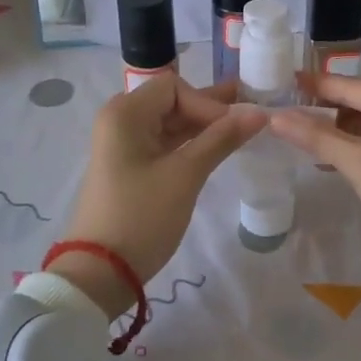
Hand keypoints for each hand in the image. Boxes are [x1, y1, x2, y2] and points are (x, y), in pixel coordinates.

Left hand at [53, 75, 266, 316]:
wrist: (101, 272)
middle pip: (173, 102)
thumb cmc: (141, 216)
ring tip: (245, 128)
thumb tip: (259, 112)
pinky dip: (191, 144)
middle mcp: (121, 121)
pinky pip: (165, 144)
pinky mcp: (131, 168)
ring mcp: (124, 146)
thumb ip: (221, 139)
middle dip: (211, 109)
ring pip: (171, 124)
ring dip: (204, 127)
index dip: (208, 102)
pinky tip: (219, 148)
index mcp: (125, 113)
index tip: (235, 128)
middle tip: (253, 113)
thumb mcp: (185, 175)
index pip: (175, 87)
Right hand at [268, 74, 360, 281]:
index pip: (355, 85)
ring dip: (341, 126)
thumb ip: (318, 137)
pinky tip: (333, 156)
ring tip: (307, 137)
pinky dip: (357, 142)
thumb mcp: (360, 166)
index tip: (286, 80)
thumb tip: (276, 117)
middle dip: (329, 105)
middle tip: (291, 109)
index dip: (318, 84)